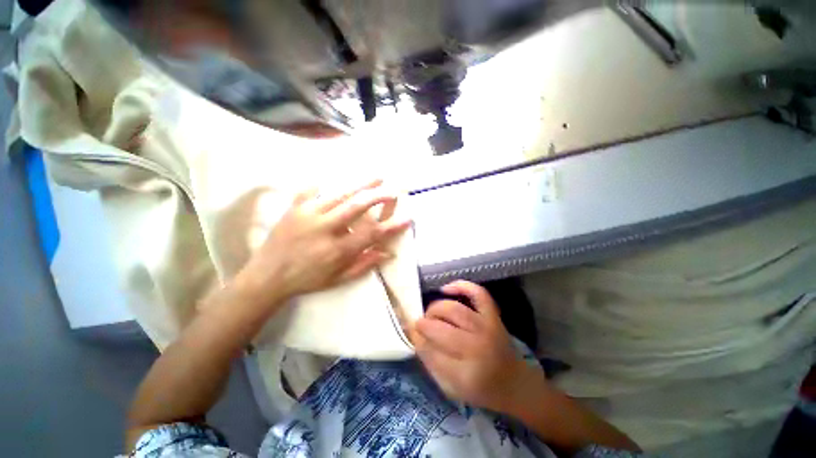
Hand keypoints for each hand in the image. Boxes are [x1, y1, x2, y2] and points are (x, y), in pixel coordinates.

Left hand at [234, 180, 411, 305]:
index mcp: (337, 250)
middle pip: (357, 206)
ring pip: (339, 194)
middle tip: (393, 190)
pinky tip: (331, 179)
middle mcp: (325, 228)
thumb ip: (364, 265)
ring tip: (376, 177)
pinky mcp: (294, 209)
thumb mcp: (338, 279)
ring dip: (361, 185)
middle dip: (378, 196)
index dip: (392, 226)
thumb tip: (388, 253)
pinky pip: (311, 191)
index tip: (407, 218)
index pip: (372, 234)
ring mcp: (308, 215)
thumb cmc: (307, 280)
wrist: (267, 277)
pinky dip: (323, 184)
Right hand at [413, 281, 541, 412]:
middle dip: (424, 323)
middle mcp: (476, 347)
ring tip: (431, 313)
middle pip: (440, 328)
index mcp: (465, 375)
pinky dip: (461, 285)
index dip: (417, 339)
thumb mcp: (451, 388)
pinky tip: (446, 289)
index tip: (411, 332)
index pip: (430, 350)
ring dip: (436, 308)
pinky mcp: (493, 316)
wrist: (515, 383)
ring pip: (453, 309)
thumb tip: (415, 336)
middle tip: (421, 324)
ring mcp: (486, 328)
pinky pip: (477, 293)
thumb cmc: (481, 389)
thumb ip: (431, 362)